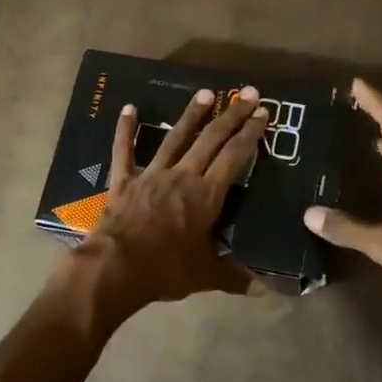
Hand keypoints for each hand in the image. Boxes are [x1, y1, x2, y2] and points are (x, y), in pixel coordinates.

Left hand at [67, 85, 270, 317]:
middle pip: (211, 139)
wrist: (115, 268)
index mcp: (206, 195)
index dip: (250, 134)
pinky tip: (128, 108)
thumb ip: (235, 277)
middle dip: (231, 115)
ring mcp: (151, 174)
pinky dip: (125, 129)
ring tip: (206, 93)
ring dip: (191, 114)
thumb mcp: (206, 276)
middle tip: (247, 93)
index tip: (263, 113)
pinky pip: (124, 150)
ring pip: (175, 137)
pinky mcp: (124, 181)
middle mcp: (182, 176)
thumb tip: (266, 288)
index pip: (234, 157)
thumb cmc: (165, 270)